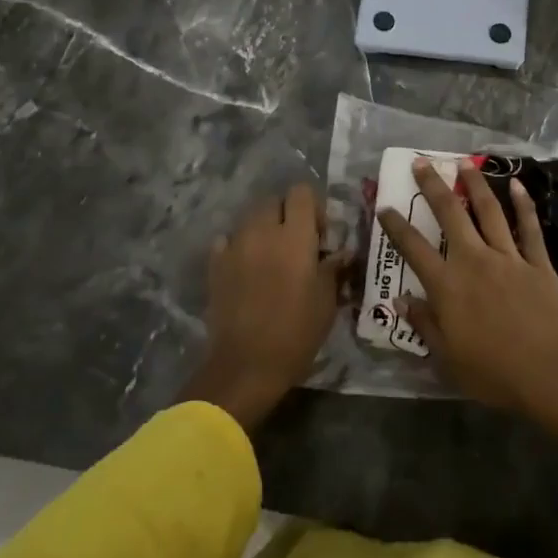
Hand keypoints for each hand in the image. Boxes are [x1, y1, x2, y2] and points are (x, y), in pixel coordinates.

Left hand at [180, 183, 348, 430]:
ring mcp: (234, 246)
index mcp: (294, 236)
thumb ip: (333, 269)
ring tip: (271, 257)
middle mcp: (262, 231)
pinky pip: (227, 241)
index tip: (320, 233)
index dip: (312, 206)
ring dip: (263, 229)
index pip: (301, 193)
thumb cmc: (295, 333)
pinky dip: (239, 247)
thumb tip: (342, 252)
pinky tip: (246, 269)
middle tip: (297, 244)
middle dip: (286, 214)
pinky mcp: (215, 264)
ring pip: (250, 219)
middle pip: (273, 201)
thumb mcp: (326, 302)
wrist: (245, 365)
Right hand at [377, 156, 557, 416]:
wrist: (548, 375)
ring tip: (464, 163)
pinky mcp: (538, 263)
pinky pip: (529, 227)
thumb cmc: (492, 372)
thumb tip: (400, 300)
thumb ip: (424, 323)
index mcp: (447, 285)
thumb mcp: (447, 357)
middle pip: (449, 214)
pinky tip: (516, 184)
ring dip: (474, 184)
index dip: (396, 226)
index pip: (413, 248)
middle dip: (433, 186)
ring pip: (488, 211)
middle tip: (422, 162)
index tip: (384, 207)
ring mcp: (508, 257)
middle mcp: (473, 260)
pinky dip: (523, 204)